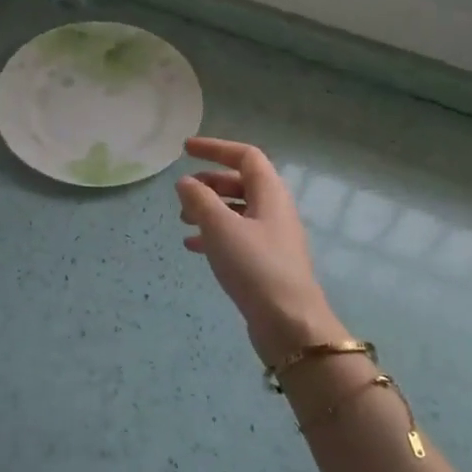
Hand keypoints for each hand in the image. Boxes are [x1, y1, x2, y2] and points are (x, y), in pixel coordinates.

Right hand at [176, 137, 346, 366]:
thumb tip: (185, 182)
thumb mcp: (220, 227)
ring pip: (237, 211)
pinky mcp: (265, 263)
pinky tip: (192, 247)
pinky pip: (236, 237)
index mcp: (270, 194)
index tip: (186, 149)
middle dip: (210, 182)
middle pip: (241, 182)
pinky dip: (214, 235)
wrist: (289, 324)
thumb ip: (199, 199)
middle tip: (183, 191)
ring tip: (182, 220)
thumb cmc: (255, 267)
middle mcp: (274, 210)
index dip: (216, 148)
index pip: (245, 156)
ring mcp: (272, 238)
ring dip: (209, 209)